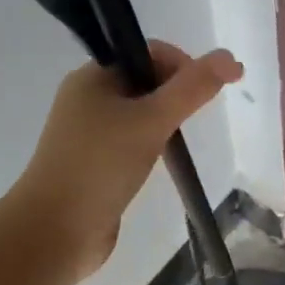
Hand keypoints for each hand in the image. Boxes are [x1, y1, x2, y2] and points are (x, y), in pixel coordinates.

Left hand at [11, 41, 241, 279]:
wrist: (54, 231)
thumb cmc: (100, 166)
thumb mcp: (151, 120)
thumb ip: (192, 88)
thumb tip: (230, 57)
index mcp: (92, 77)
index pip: (146, 53)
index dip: (182, 64)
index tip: (206, 92)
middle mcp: (86, 99)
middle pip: (143, 82)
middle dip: (174, 95)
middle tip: (194, 120)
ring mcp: (87, 134)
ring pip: (137, 115)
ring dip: (162, 123)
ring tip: (175, 144)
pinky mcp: (93, 164)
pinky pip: (129, 143)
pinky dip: (149, 147)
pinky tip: (159, 164)